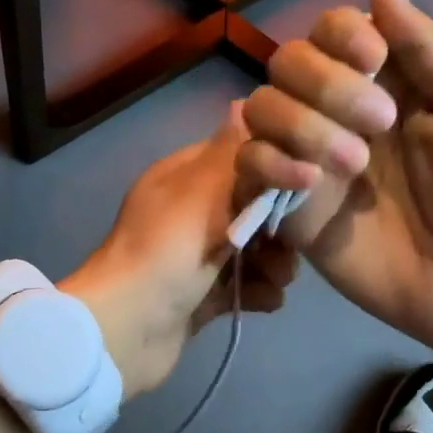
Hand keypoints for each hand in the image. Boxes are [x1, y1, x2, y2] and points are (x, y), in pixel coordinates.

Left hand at [64, 105, 297, 395]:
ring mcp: (193, 256)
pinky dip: (256, 292)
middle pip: (252, 207)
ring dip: (273, 264)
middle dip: (278, 226)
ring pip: (251, 249)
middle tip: (291, 244)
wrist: (127, 330)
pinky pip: (241, 286)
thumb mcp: (202, 192)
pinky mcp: (200, 296)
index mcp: (183, 178)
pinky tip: (264, 300)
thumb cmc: (167, 251)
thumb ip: (233, 153)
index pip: (238, 157)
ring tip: (278, 278)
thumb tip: (244, 102)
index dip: (274, 168)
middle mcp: (188, 212)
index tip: (306, 185)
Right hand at [237, 0, 432, 358]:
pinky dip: (268, 163)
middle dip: (325, 84)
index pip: (331, 31)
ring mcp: (311, 159)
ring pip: (260, 109)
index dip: (339, 34)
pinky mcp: (291, 208)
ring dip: (300, 124)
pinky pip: (248, 167)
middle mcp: (338, 113)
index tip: (373, 58)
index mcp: (387, 82)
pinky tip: (310, 183)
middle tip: (380, 125)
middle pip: (287, 63)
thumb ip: (427, 48)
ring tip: (353, 166)